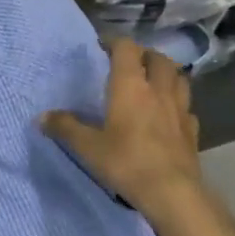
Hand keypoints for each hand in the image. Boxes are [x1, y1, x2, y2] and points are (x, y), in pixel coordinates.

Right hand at [43, 39, 210, 230]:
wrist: (172, 193)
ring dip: (166, 74)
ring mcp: (180, 110)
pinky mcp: (193, 131)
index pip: (127, 48)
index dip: (115, 42)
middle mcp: (158, 90)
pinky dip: (178, 104)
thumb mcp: (88, 146)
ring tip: (154, 82)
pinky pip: (187, 108)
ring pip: (179, 78)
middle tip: (131, 63)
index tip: (102, 46)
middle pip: (159, 58)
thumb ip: (65, 128)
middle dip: (145, 55)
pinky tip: (170, 115)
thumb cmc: (126, 162)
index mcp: (130, 86)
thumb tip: (41, 117)